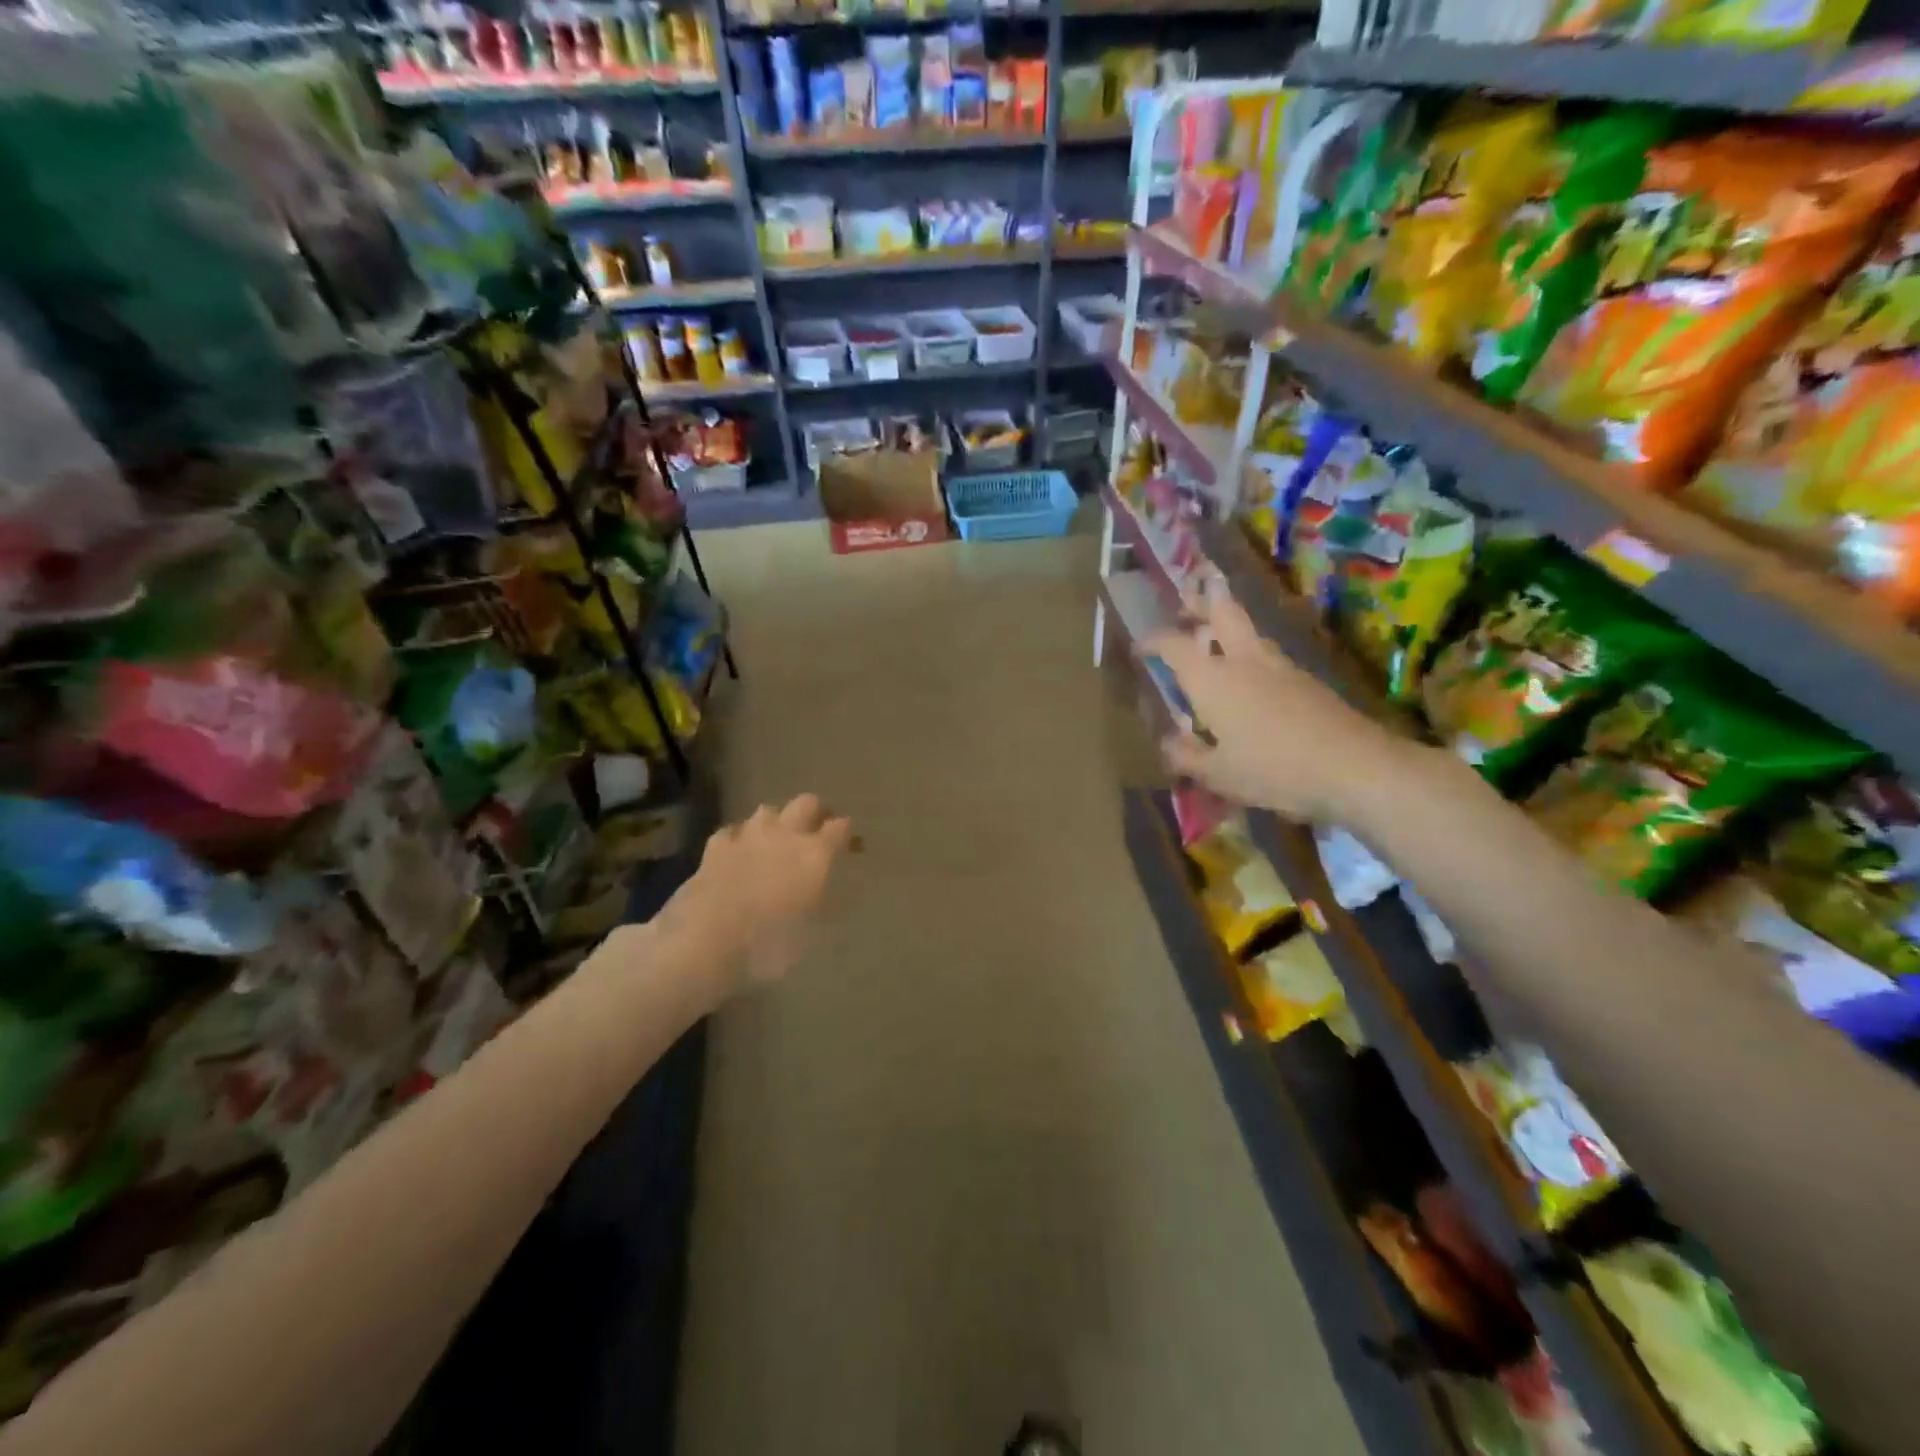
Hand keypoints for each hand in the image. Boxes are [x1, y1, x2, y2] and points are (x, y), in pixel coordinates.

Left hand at [666, 793, 853, 993]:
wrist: (703, 944)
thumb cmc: (767, 947)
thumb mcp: (809, 935)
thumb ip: (820, 905)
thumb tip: (825, 894)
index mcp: (815, 855)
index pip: (840, 828)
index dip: (846, 834)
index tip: (849, 844)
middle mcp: (785, 835)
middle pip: (806, 803)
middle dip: (814, 812)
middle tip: (816, 830)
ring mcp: (747, 836)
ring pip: (768, 811)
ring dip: (776, 822)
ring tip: (776, 839)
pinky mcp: (715, 847)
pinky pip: (732, 831)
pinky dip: (738, 839)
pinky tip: (737, 852)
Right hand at [1143, 592, 1402, 822]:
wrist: (1354, 767)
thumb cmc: (1272, 769)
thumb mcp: (1218, 774)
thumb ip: (1187, 756)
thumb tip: (1169, 742)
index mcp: (1211, 678)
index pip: (1173, 645)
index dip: (1152, 641)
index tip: (1140, 647)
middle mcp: (1243, 660)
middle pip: (1221, 611)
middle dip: (1200, 603)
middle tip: (1185, 606)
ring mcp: (1279, 665)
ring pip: (1248, 631)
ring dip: (1227, 627)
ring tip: (1214, 643)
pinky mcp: (1306, 679)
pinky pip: (1267, 655)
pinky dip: (1250, 655)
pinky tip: (1250, 681)